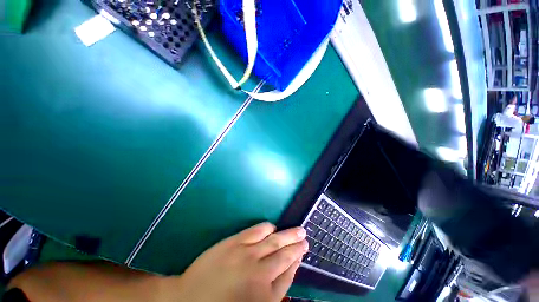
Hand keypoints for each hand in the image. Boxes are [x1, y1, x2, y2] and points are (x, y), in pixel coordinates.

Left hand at [169, 222, 307, 301]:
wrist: (189, 300)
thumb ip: (274, 291)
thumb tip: (288, 270)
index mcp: (266, 295)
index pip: (289, 273)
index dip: (297, 260)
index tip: (303, 251)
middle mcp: (260, 273)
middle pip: (285, 255)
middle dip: (297, 245)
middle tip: (305, 237)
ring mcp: (248, 254)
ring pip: (275, 240)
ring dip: (288, 234)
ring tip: (297, 230)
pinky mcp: (235, 242)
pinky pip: (258, 230)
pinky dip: (268, 227)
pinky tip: (272, 227)